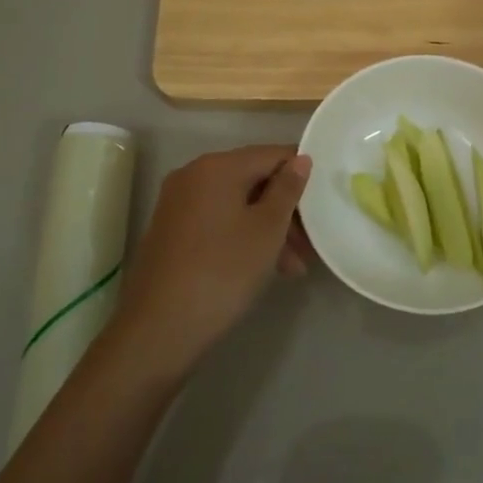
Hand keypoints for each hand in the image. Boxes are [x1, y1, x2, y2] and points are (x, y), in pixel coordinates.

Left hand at [111, 145, 312, 376]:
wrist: (158, 328)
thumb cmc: (223, 271)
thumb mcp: (267, 229)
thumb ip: (288, 189)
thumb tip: (301, 159)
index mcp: (217, 166)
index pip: (272, 154)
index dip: (302, 173)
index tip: (324, 202)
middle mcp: (193, 174)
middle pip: (253, 179)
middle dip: (285, 209)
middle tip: (310, 244)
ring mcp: (178, 203)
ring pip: (237, 204)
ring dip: (268, 228)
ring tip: (293, 266)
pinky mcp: (171, 230)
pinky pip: (218, 220)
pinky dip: (243, 236)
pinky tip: (264, 267)